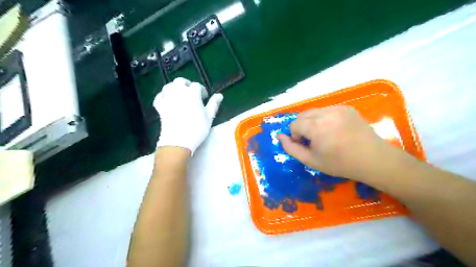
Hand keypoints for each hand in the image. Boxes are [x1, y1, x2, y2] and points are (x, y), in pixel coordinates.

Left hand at [155, 78, 224, 153]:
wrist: (178, 141)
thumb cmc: (197, 129)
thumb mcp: (209, 117)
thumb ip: (214, 104)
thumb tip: (219, 95)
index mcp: (192, 94)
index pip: (197, 85)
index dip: (202, 90)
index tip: (204, 97)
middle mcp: (179, 92)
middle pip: (180, 81)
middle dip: (187, 84)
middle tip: (192, 93)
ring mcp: (167, 99)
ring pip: (169, 86)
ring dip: (175, 88)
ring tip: (180, 95)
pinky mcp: (160, 106)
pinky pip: (159, 96)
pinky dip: (163, 95)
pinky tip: (168, 100)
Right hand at [275, 106, 399, 181]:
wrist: (373, 159)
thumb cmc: (340, 163)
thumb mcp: (311, 161)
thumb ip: (291, 148)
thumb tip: (280, 136)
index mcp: (316, 126)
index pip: (294, 124)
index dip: (296, 135)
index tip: (306, 145)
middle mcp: (326, 112)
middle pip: (302, 115)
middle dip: (302, 127)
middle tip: (313, 140)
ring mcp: (338, 108)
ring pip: (314, 111)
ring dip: (312, 122)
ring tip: (324, 135)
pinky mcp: (347, 107)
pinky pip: (327, 110)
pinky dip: (324, 118)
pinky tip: (335, 129)